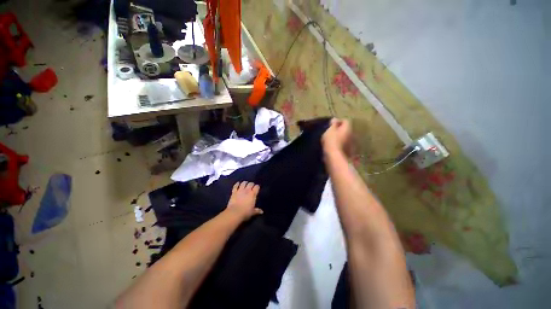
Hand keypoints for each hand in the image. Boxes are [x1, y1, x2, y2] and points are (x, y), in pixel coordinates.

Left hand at [225, 182, 262, 221]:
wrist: (235, 213)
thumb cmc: (246, 212)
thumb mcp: (253, 212)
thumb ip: (257, 210)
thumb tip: (262, 212)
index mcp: (253, 194)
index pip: (257, 187)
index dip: (257, 187)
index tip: (257, 188)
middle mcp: (247, 190)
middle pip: (250, 183)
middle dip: (251, 184)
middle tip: (251, 186)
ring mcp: (240, 190)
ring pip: (243, 183)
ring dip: (245, 183)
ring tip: (245, 184)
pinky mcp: (234, 192)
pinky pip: (235, 186)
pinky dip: (237, 184)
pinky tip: (238, 183)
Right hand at [322, 118, 351, 156]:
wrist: (334, 156)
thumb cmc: (331, 141)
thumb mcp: (330, 130)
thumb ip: (333, 124)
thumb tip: (335, 119)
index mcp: (348, 128)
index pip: (345, 121)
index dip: (338, 121)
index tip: (331, 125)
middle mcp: (352, 134)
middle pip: (347, 130)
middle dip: (340, 130)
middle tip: (332, 132)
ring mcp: (351, 144)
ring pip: (346, 138)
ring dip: (341, 138)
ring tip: (333, 140)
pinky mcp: (349, 151)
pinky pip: (345, 145)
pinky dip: (341, 145)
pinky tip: (335, 147)